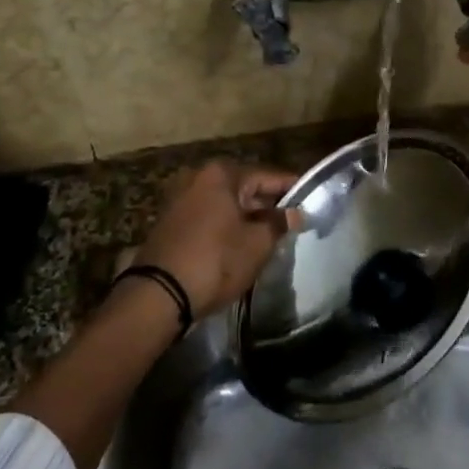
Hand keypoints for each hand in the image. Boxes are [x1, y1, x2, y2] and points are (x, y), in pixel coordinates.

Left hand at [133, 160, 297, 319]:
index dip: (291, 187)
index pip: (266, 175)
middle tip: (291, 219)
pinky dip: (226, 224)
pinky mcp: (169, 221)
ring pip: (224, 202)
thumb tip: (294, 214)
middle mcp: (197, 177)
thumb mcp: (256, 244)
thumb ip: (278, 223)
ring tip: (270, 234)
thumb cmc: (215, 260)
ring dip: (246, 215)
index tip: (310, 197)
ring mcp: (179, 198)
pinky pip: (208, 215)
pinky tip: (241, 242)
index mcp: (220, 174)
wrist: (159, 295)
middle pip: (243, 186)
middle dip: (267, 203)